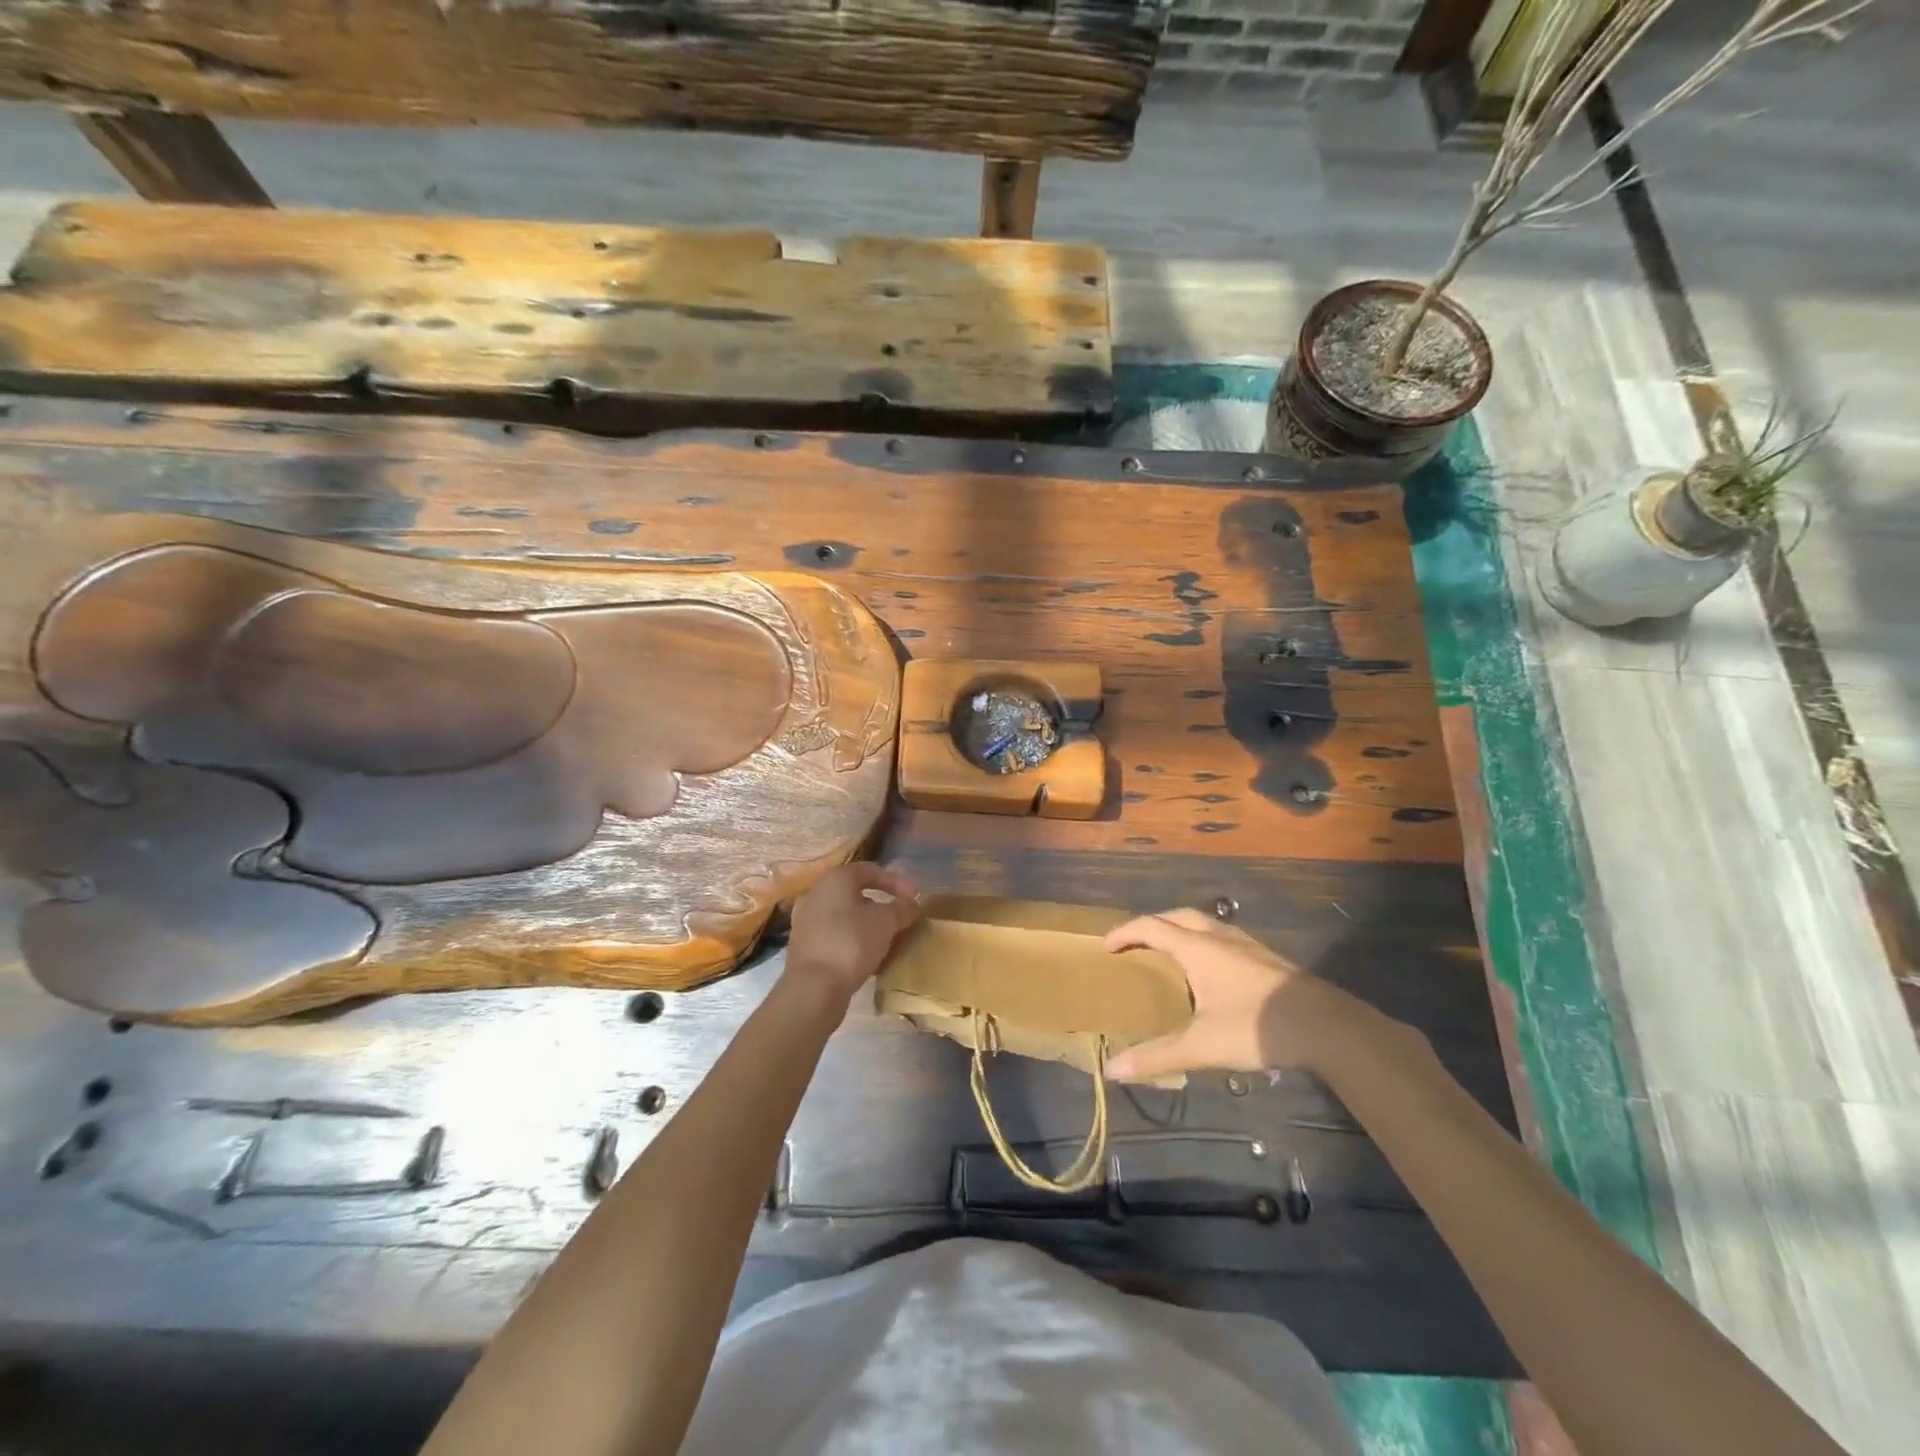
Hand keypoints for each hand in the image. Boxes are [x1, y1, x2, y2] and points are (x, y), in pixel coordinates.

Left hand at [784, 862, 919, 1001]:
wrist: (813, 988)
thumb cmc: (852, 942)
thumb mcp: (886, 922)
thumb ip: (902, 909)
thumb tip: (910, 905)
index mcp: (835, 880)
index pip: (869, 870)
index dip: (896, 881)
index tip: (914, 897)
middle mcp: (816, 895)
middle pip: (856, 894)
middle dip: (882, 907)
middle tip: (901, 920)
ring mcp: (807, 922)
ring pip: (846, 918)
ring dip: (869, 927)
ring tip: (889, 942)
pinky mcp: (805, 948)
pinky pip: (837, 937)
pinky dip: (855, 942)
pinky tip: (871, 959)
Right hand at [1102, 908, 1376, 1082]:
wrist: (1326, 1026)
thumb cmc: (1256, 1026)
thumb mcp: (1201, 1046)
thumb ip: (1156, 1057)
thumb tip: (1112, 1070)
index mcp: (1197, 948)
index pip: (1151, 926)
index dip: (1125, 933)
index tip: (1106, 947)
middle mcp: (1219, 937)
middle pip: (1177, 916)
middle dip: (1151, 925)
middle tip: (1134, 945)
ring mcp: (1247, 945)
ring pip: (1205, 924)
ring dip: (1180, 930)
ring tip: (1169, 955)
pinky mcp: (1267, 959)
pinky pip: (1223, 937)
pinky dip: (1203, 943)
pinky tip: (1211, 973)